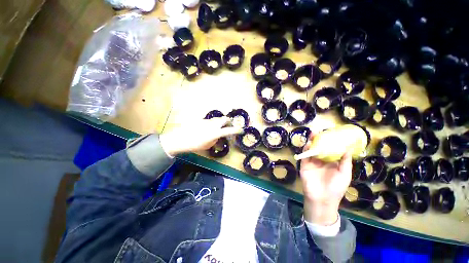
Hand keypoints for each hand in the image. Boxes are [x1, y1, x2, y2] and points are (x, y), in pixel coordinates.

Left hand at [159, 117, 242, 155]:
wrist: (181, 139)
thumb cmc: (195, 145)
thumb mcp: (208, 145)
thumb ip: (215, 140)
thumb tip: (217, 136)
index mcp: (216, 132)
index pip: (230, 130)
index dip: (237, 130)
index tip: (241, 130)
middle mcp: (213, 124)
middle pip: (224, 119)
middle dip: (229, 121)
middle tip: (230, 125)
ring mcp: (207, 121)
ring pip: (217, 118)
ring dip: (221, 121)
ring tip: (220, 126)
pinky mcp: (201, 120)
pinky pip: (210, 120)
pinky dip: (213, 123)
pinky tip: (209, 127)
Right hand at [300, 133, 352, 225]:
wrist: (322, 199)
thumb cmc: (336, 188)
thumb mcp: (344, 174)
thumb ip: (345, 162)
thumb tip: (348, 148)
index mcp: (331, 162)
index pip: (329, 149)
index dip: (330, 141)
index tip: (331, 133)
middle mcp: (321, 161)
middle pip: (319, 148)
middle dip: (319, 140)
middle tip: (319, 131)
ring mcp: (312, 163)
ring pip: (311, 150)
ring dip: (311, 142)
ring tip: (313, 134)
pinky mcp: (304, 166)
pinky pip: (305, 156)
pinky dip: (306, 150)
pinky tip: (308, 144)